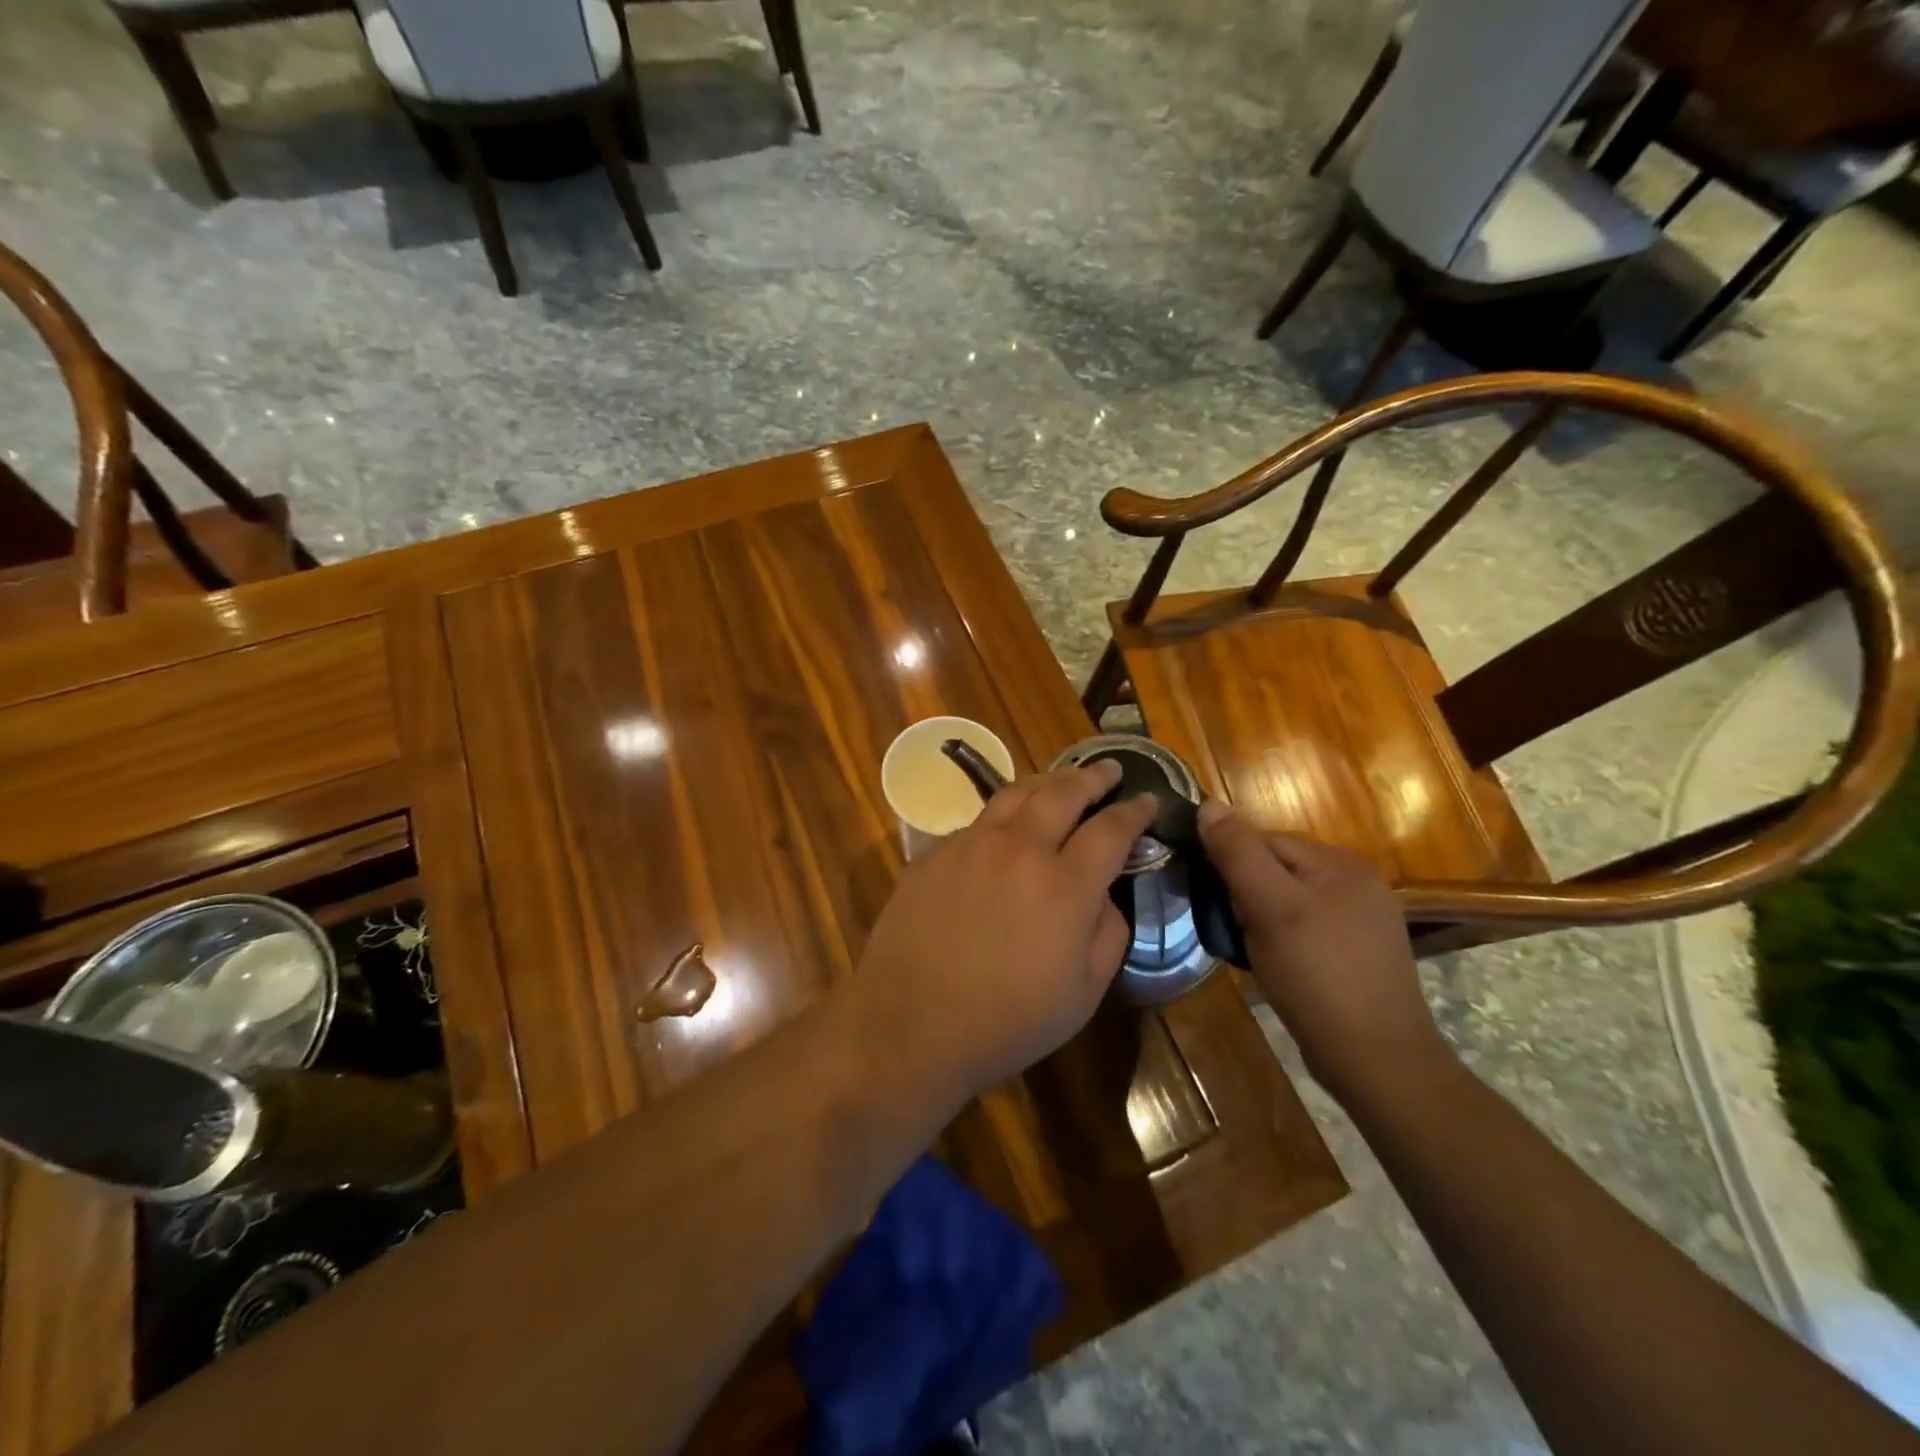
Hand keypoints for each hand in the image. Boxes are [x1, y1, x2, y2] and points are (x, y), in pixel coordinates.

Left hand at [842, 760, 1156, 1109]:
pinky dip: (1004, 814)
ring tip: (1061, 781)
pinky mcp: (935, 852)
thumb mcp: (1084, 991)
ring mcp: (972, 844)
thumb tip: (1104, 894)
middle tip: (1109, 770)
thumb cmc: (1008, 1020)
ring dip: (1047, 781)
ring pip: (1016, 793)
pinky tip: (1006, 827)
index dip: (1135, 811)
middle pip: (1064, 792)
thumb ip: (1108, 932)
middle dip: (1093, 776)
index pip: (1111, 829)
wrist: (911, 1023)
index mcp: (1066, 884)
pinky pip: (979, 820)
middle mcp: (1020, 849)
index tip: (1149, 799)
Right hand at [1197, 802, 1450, 1106]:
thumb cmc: (1317, 976)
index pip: (1266, 840)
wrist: (1376, 1059)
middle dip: (1246, 893)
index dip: (1230, 864)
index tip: (1211, 898)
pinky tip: (1277, 964)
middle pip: (1279, 868)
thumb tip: (1209, 805)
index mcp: (1341, 862)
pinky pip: (1308, 927)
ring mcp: (1365, 918)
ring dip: (1261, 917)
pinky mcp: (1362, 952)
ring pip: (1291, 899)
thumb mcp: (1269, 908)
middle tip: (1231, 928)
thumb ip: (1238, 854)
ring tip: (1249, 948)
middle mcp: (1359, 881)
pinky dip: (1284, 938)